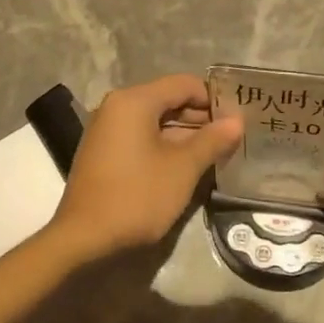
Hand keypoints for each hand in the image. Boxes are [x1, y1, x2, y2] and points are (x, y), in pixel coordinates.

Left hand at [50, 75, 242, 256]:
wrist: (85, 237)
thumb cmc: (137, 196)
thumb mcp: (183, 168)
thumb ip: (212, 140)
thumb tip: (237, 121)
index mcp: (134, 101)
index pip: (184, 84)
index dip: (214, 99)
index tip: (239, 120)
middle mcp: (116, 107)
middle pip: (168, 100)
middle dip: (201, 118)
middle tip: (232, 139)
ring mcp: (106, 130)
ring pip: (155, 122)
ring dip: (185, 135)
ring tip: (215, 154)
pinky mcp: (103, 153)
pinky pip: (140, 138)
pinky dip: (164, 147)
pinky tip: (185, 167)